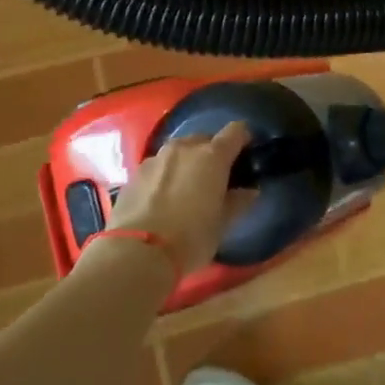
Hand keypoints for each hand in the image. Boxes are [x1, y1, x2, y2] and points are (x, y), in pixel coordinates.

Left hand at [104, 121, 253, 275]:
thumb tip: (249, 191)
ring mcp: (156, 158)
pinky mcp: (135, 173)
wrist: (137, 253)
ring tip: (186, 188)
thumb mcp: (222, 224)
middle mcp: (184, 148)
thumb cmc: (190, 238)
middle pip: (204, 139)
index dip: (243, 139)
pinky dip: (165, 175)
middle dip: (212, 153)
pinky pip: (158, 166)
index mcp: (212, 157)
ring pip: (178, 151)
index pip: (235, 131)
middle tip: (215, 178)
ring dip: (187, 163)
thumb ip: (238, 202)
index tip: (246, 154)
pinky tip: (162, 199)